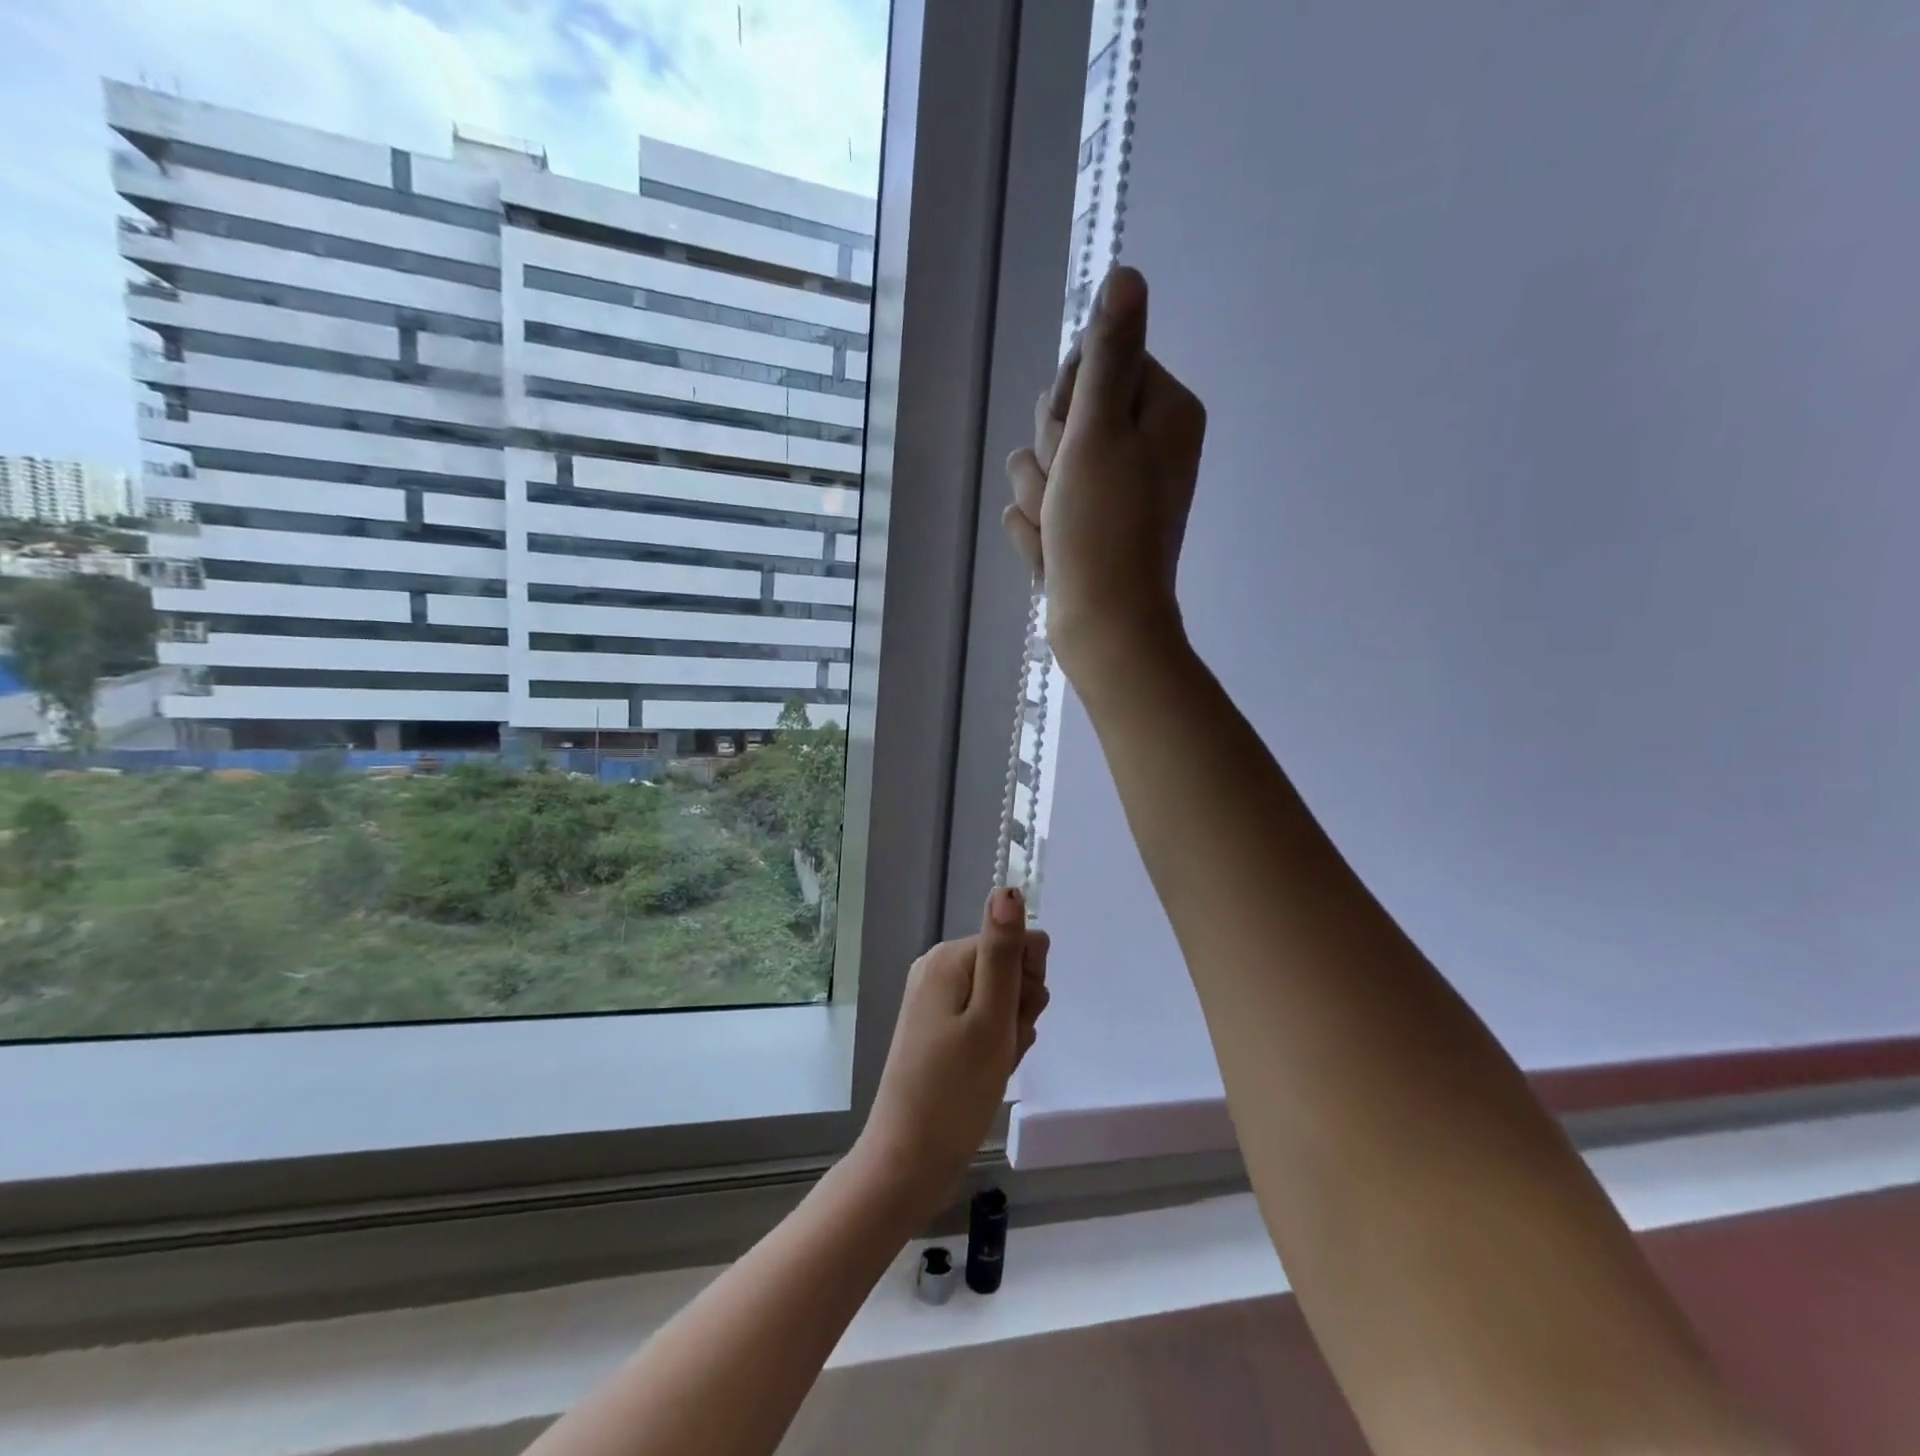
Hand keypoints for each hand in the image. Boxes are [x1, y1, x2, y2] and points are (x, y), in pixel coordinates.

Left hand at [854, 888, 1050, 1217]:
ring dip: (1011, 1032)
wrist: (908, 1160)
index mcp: (948, 958)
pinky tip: (987, 1073)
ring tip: (993, 1066)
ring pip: (1002, 999)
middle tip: (1002, 1048)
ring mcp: (935, 999)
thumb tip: (1008, 888)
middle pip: (1010, 969)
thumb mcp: (990, 1018)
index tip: (1016, 1021)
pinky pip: (984, 1021)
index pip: (1018, 942)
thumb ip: (1004, 952)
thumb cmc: (955, 1091)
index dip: (1028, 985)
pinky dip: (995, 1045)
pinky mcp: (937, 1028)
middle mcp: (938, 968)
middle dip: (1020, 1009)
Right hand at [1002, 266, 1206, 681]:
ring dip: (1039, 499)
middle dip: (1052, 455)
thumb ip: (1110, 355)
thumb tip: (1127, 275)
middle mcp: (1143, 445)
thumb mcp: (1101, 431)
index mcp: (1164, 411)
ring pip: (1042, 465)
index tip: (1076, 440)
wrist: (1103, 627)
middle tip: (1069, 493)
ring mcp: (1113, 490)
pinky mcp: (1086, 526)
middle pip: (1066, 414)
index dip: (1070, 401)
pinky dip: (1041, 533)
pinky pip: (1040, 509)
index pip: (1095, 364)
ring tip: (1061, 532)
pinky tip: (1056, 554)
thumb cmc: (1103, 529)